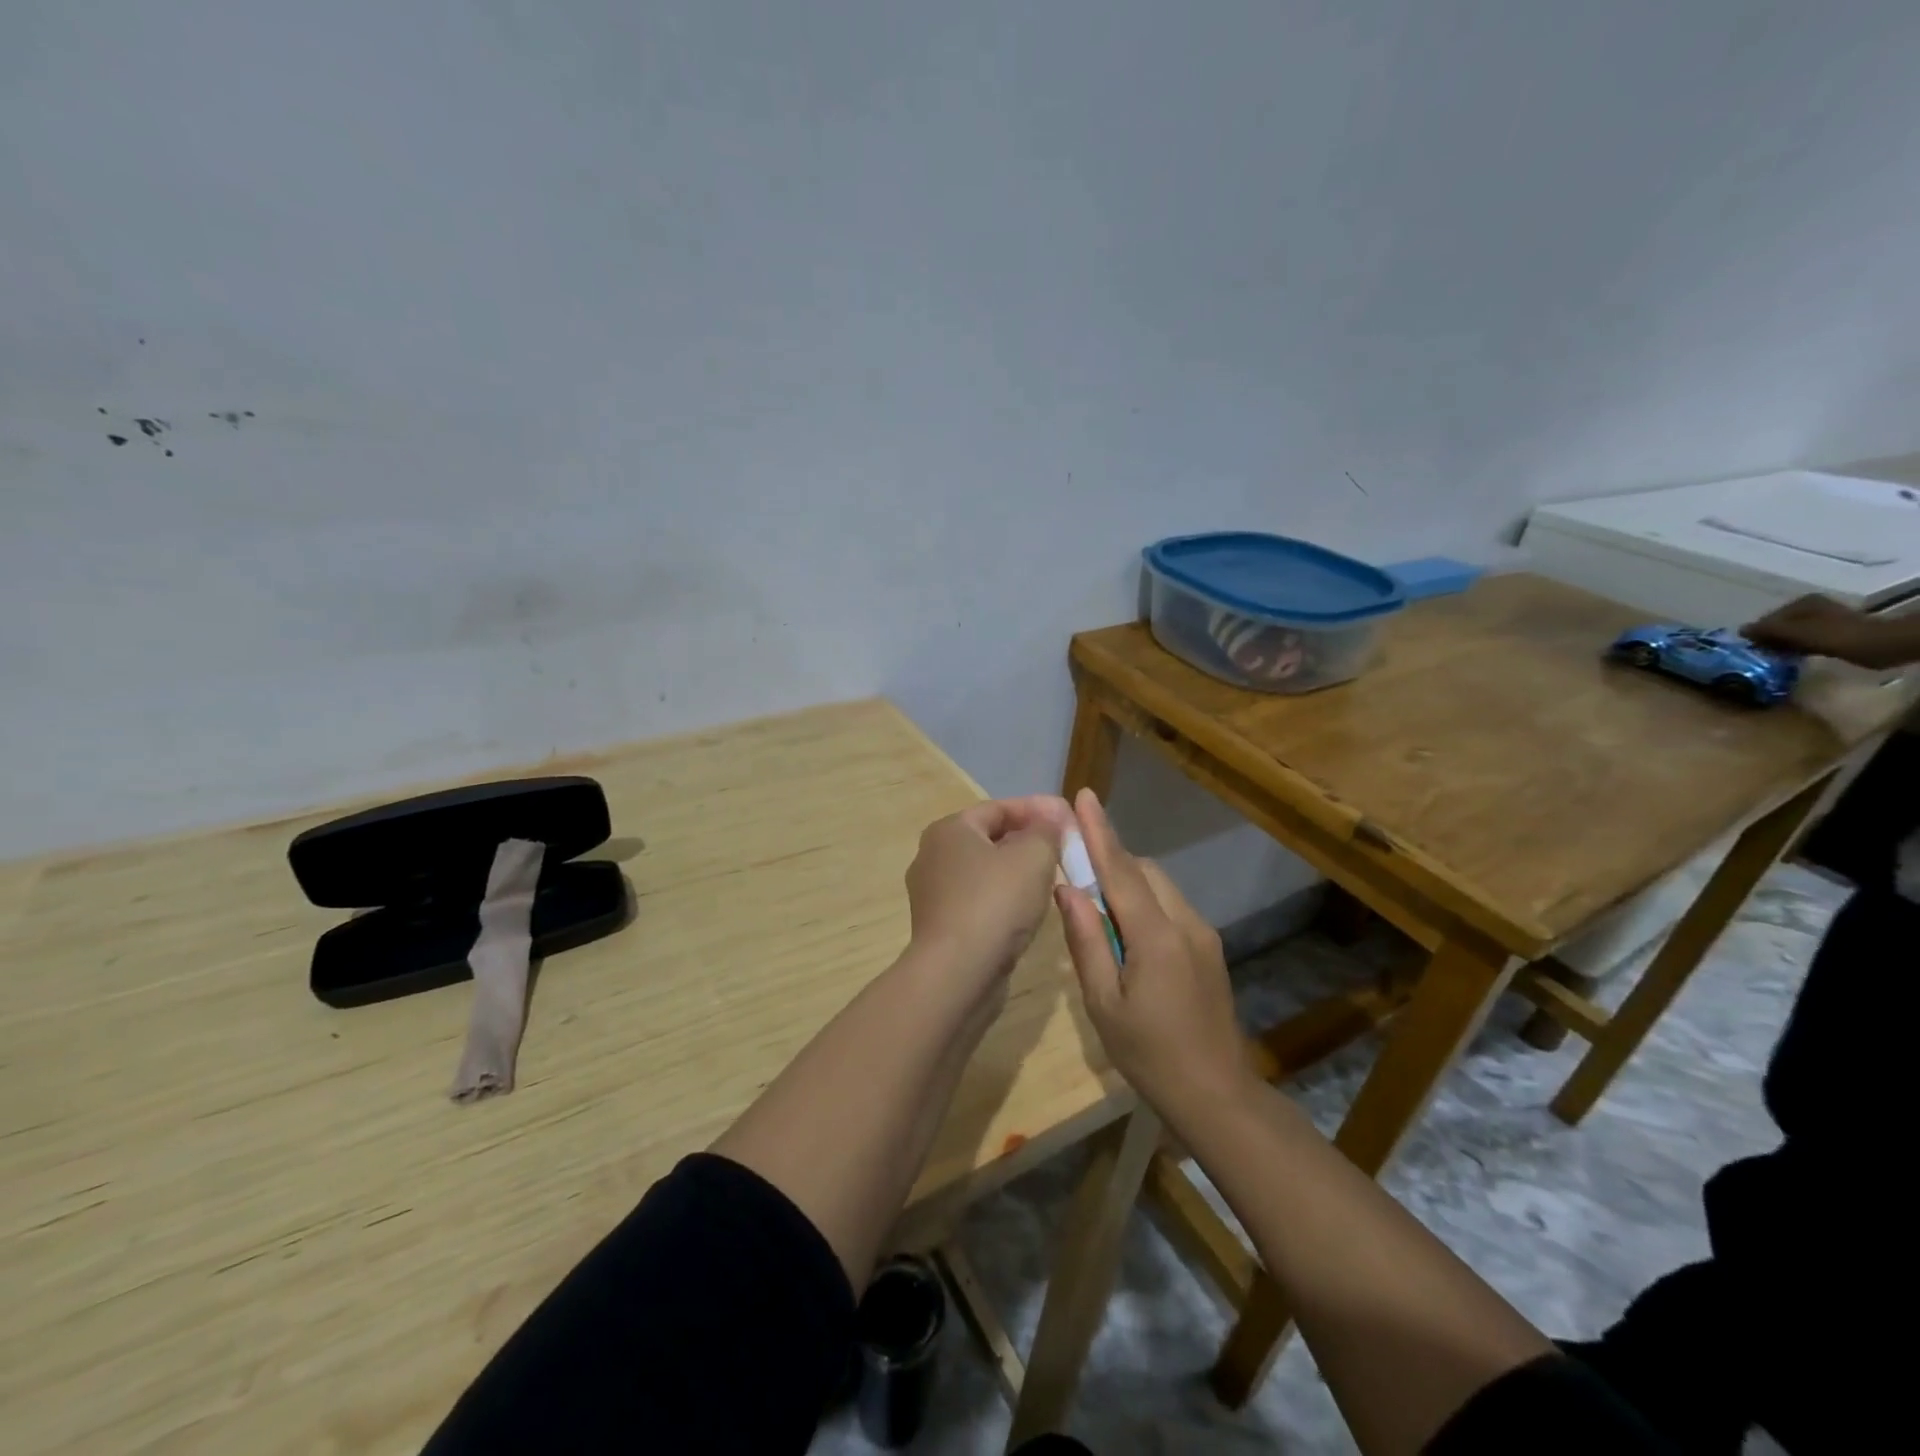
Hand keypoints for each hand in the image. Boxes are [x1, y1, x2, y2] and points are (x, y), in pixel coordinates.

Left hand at [905, 795, 1072, 999]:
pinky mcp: (941, 927)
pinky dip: (1003, 900)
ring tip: (1052, 879)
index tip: (1069, 818)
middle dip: (1028, 841)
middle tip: (1063, 850)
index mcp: (949, 830)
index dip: (1037, 810)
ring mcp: (933, 894)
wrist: (957, 974)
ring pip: (985, 872)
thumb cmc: (995, 903)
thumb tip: (1053, 815)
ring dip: (1017, 872)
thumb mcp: (1033, 856)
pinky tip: (1027, 912)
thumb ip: (1047, 830)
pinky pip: (978, 902)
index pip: (999, 808)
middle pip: (989, 838)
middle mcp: (933, 856)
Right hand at [1053, 789, 1256, 1111]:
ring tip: (1098, 911)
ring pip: (1160, 886)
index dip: (1100, 831)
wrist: (1217, 1095)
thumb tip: (1067, 889)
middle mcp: (1186, 923)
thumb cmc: (1149, 1055)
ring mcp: (1203, 934)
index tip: (1084, 796)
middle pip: (1144, 871)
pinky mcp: (1210, 948)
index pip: (1121, 870)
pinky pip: (1171, 907)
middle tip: (1075, 871)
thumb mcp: (1103, 1003)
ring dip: (1127, 883)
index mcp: (1157, 936)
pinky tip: (1128, 936)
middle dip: (1111, 860)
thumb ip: (1086, 940)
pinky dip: (1144, 903)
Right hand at [1742, 595, 1890, 666]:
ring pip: (1792, 634)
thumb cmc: (1830, 635)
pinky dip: (1796, 648)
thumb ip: (1765, 629)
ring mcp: (1825, 620)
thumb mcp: (1792, 630)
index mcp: (1803, 602)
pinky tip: (1792, 657)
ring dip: (1782, 645)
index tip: (1750, 647)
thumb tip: (1739, 630)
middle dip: (1770, 638)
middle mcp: (1813, 607)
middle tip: (1760, 653)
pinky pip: (1805, 640)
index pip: (1769, 617)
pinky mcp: (1834, 633)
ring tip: (1774, 657)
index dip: (1758, 632)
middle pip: (1781, 625)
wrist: (1876, 645)